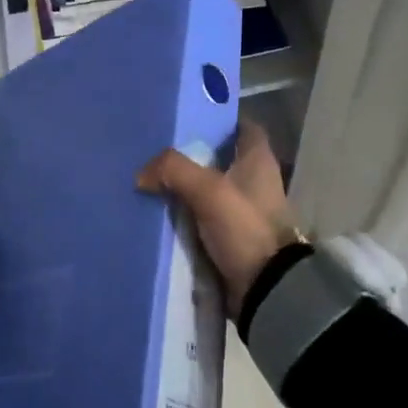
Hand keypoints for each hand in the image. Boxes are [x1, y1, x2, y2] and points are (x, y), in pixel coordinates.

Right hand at [137, 121, 299, 314]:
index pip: (244, 126)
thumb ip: (174, 171)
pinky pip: (204, 216)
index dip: (220, 119)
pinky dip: (186, 214)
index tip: (189, 117)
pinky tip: (161, 212)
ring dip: (186, 186)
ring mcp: (245, 210)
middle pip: (221, 157)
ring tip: (151, 179)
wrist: (265, 290)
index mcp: (259, 160)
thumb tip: (142, 173)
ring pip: (210, 188)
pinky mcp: (233, 236)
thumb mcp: (208, 191)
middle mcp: (256, 180)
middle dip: (193, 154)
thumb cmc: (245, 228)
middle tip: (158, 149)